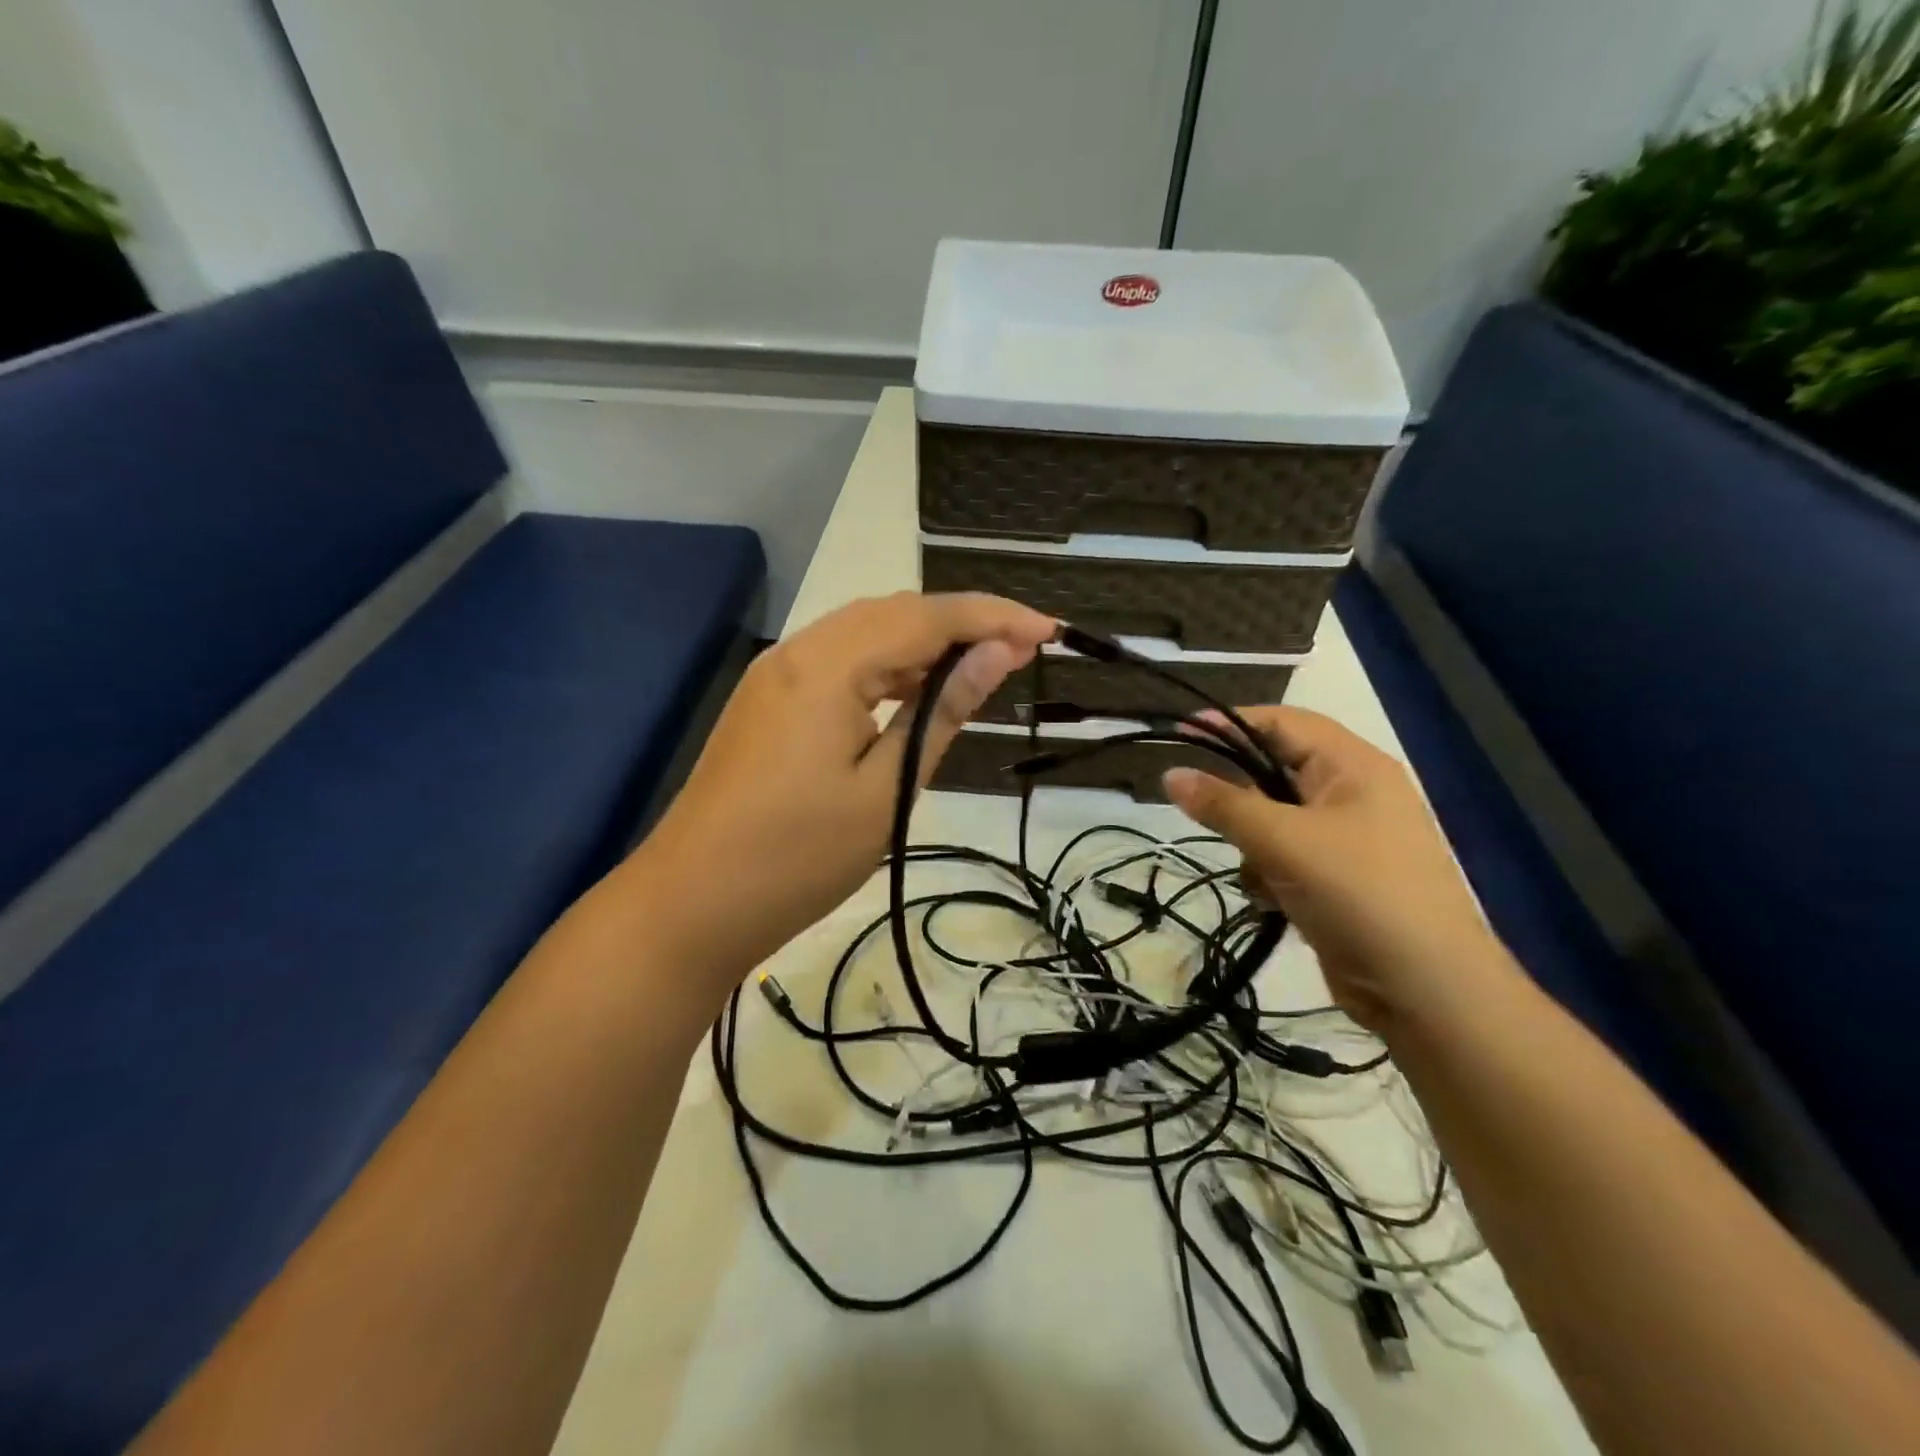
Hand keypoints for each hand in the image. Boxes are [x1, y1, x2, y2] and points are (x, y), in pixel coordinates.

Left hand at [627, 592, 1054, 992]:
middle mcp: (798, 651)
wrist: (691, 904)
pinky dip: (887, 667)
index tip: (1049, 631)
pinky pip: (839, 661)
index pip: (927, 617)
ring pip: (865, 633)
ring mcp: (776, 673)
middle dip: (963, 623)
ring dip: (925, 643)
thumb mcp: (887, 790)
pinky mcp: (768, 700)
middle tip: (1022, 652)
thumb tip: (996, 655)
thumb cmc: (797, 858)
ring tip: (979, 671)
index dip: (994, 617)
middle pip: (895, 613)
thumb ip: (942, 713)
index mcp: (828, 666)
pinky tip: (914, 693)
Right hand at [1163, 707, 1507, 1029]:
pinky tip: (1272, 900)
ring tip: (1257, 871)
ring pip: (1275, 819)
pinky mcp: (1340, 879)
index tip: (1180, 732)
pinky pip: (1287, 857)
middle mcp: (1354, 794)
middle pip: (1277, 772)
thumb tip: (1170, 774)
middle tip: (1203, 811)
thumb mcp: (1282, 840)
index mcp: (1354, 767)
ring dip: (1254, 843)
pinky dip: (1270, 873)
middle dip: (1241, 796)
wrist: (1425, 989)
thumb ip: (1223, 804)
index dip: (1232, 722)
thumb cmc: (1357, 892)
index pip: (1284, 722)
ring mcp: (1349, 839)